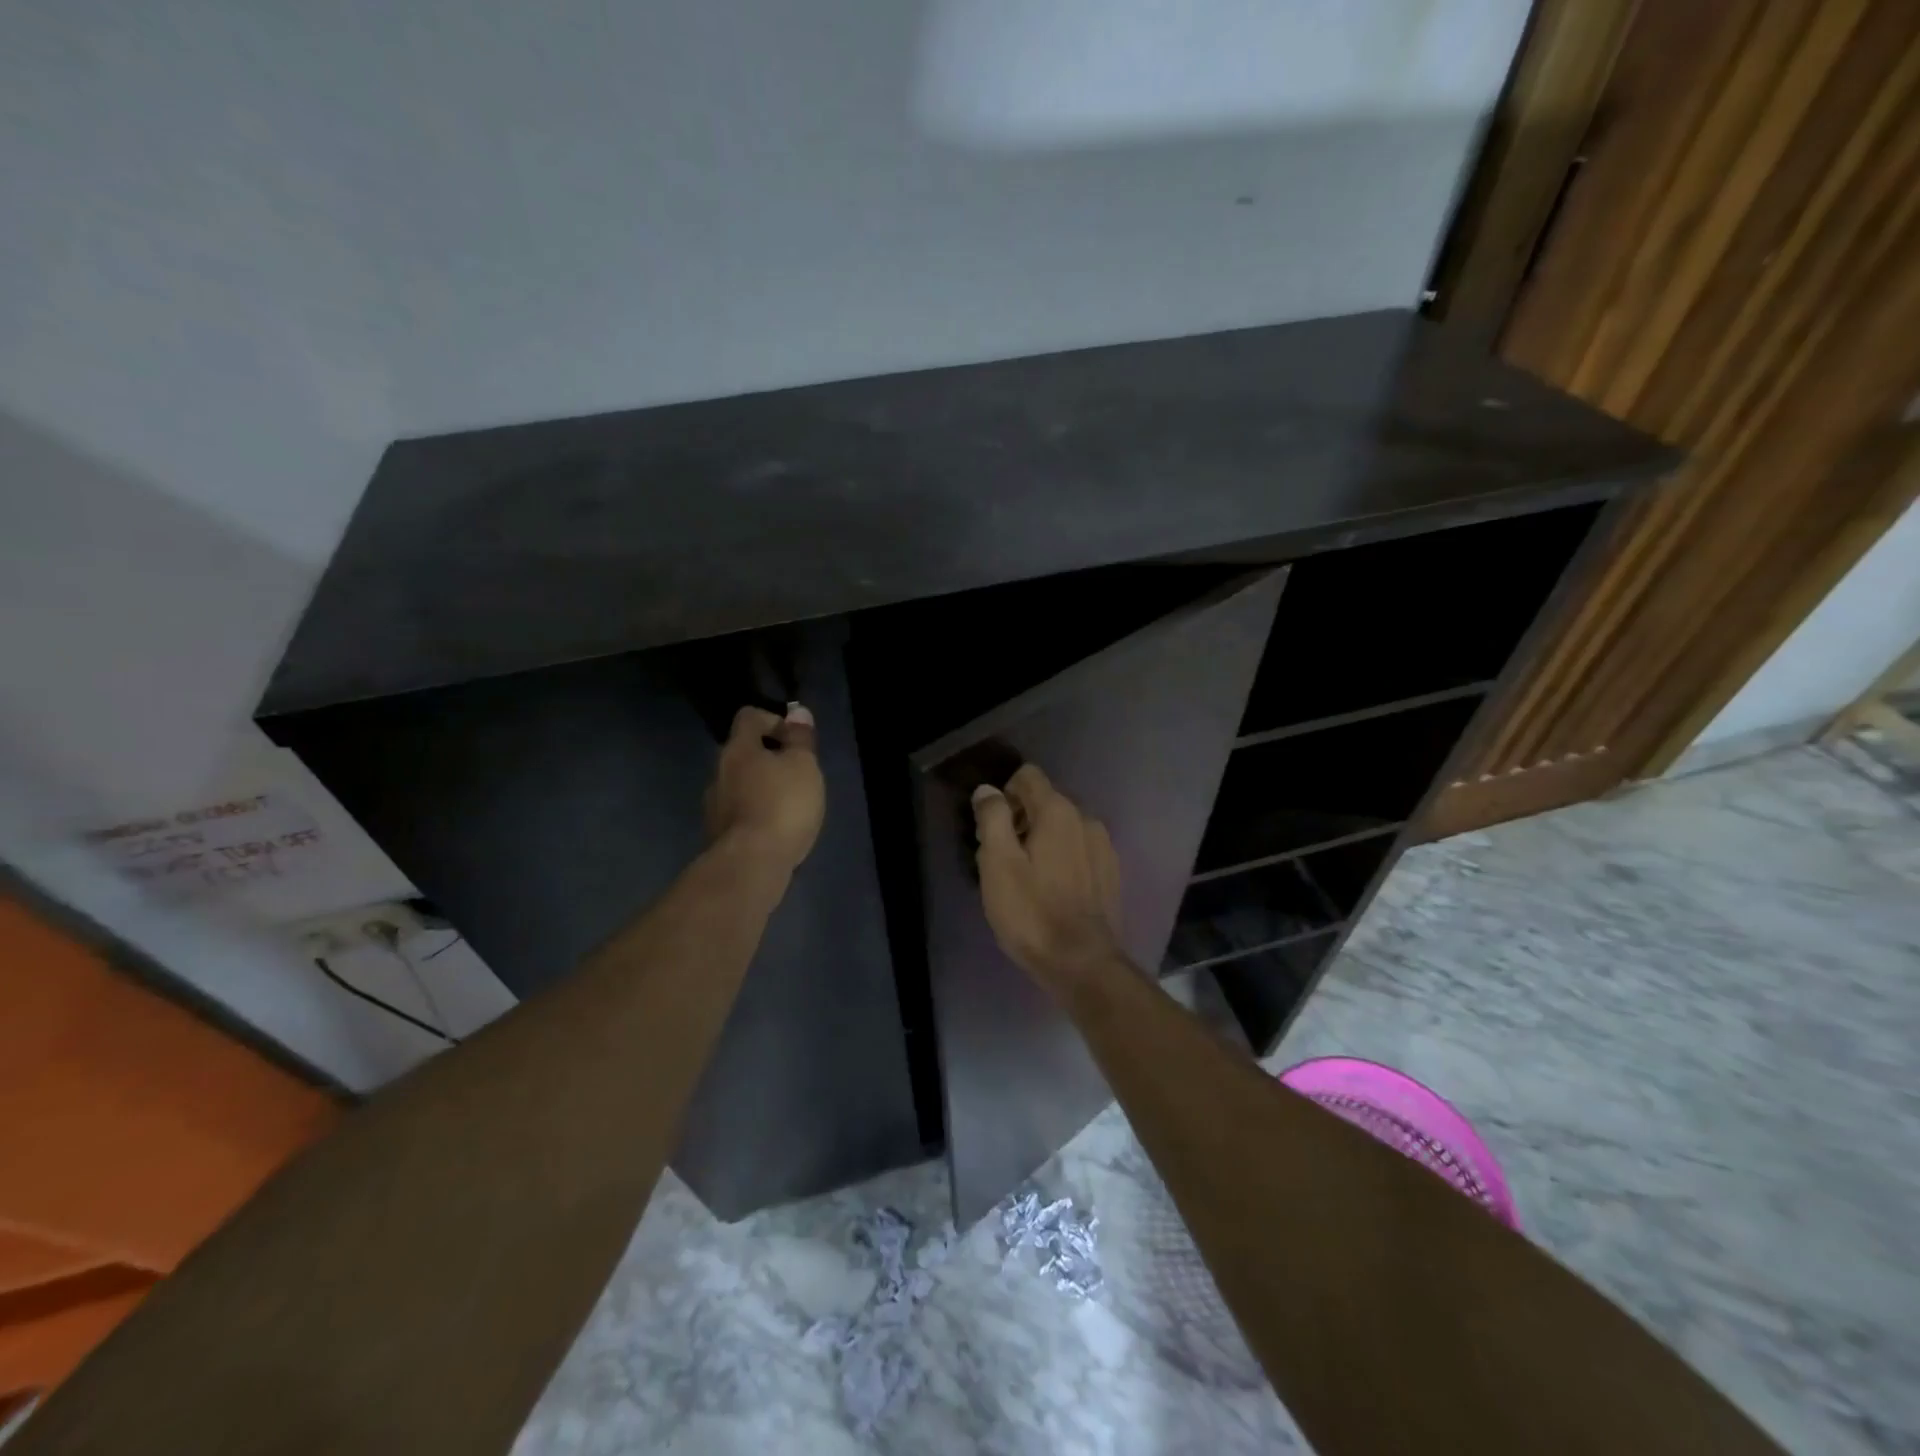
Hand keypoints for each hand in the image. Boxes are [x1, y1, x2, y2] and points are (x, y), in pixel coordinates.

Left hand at [706, 704, 824, 872]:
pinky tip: (776, 830)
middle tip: (798, 775)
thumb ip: (800, 739)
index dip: (774, 720)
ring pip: (740, 785)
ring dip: (762, 788)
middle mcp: (719, 772)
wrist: (751, 865)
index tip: (796, 740)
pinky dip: (757, 814)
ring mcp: (714, 806)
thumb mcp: (803, 766)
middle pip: (743, 753)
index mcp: (738, 749)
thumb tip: (797, 712)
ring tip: (790, 806)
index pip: (749, 717)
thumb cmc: (782, 805)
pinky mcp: (718, 835)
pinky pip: (740, 813)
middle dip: (770, 758)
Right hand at [971, 764, 1124, 984]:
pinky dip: (1062, 858)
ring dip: (1041, 840)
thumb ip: (992, 818)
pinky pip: (1079, 849)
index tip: (993, 829)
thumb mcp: (998, 864)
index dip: (1004, 794)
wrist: (1083, 964)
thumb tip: (989, 791)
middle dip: (1020, 819)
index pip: (1028, 775)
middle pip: (1045, 801)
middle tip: (1002, 859)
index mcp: (1058, 811)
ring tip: (1027, 878)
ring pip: (1063, 827)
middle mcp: (1086, 819)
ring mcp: (1103, 846)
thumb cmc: (1032, 913)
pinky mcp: (1110, 872)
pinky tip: (1052, 890)